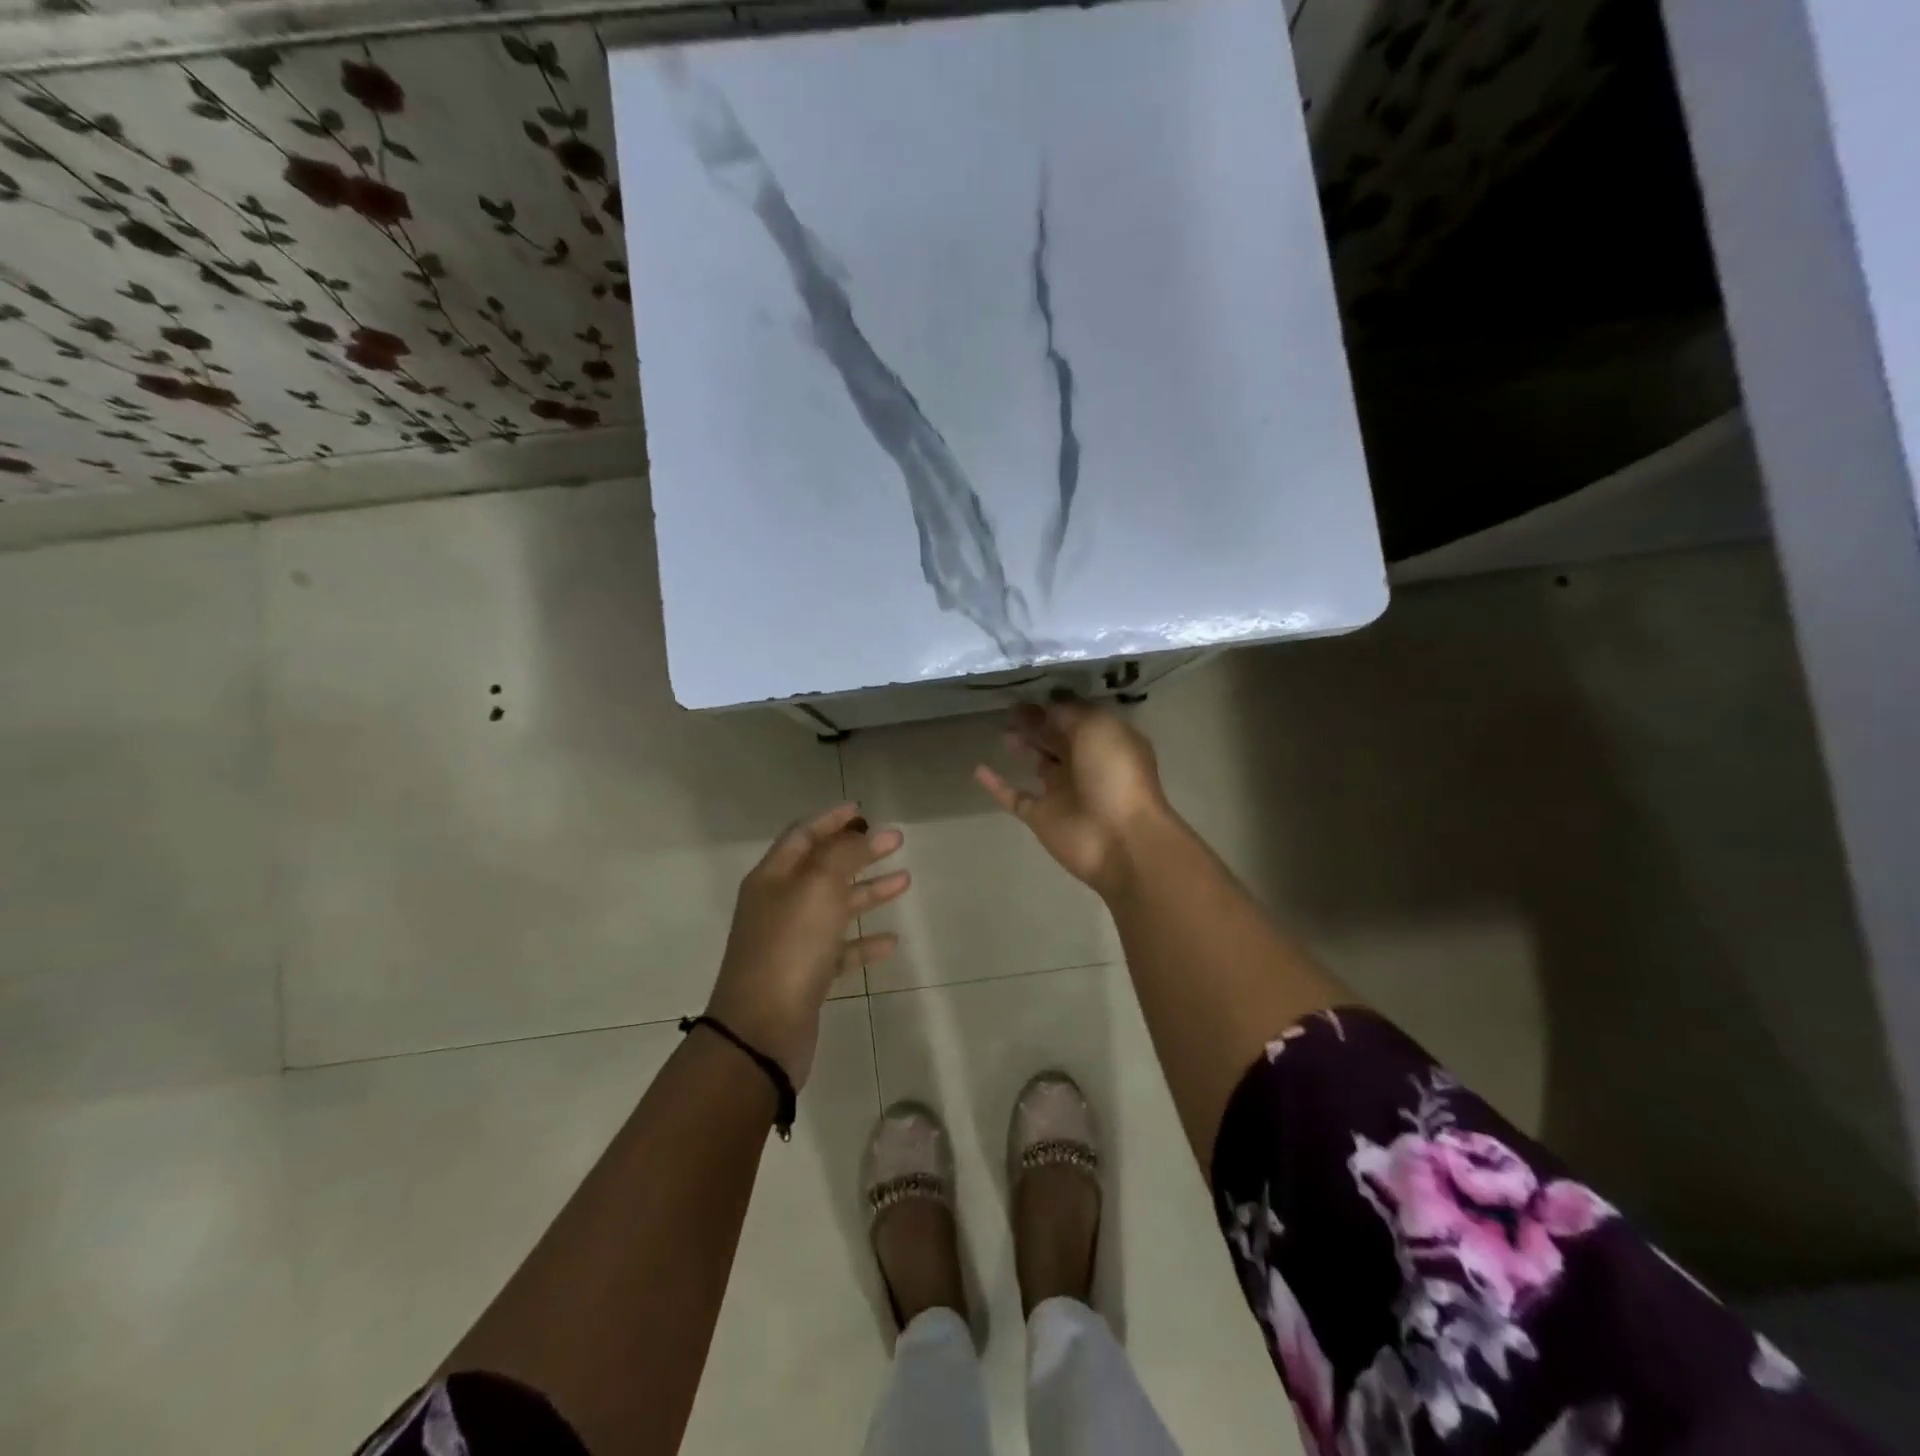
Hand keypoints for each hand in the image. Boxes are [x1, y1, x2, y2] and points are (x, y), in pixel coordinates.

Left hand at [707, 803, 908, 1087]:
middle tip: (896, 842)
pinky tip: (890, 940)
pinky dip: (863, 941)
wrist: (761, 1031)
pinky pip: (839, 949)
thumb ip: (842, 855)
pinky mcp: (805, 975)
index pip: (803, 836)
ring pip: (835, 907)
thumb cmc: (790, 948)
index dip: (831, 820)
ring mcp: (791, 941)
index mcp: (773, 878)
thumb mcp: (818, 888)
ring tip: (905, 881)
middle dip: (859, 853)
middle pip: (823, 868)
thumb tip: (860, 834)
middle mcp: (779, 904)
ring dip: (868, 892)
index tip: (862, 811)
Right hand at [974, 699, 1171, 895]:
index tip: (1031, 689)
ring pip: (1039, 763)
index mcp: (1106, 741)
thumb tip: (1048, 704)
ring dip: (1023, 746)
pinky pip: (1015, 796)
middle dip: (1037, 721)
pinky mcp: (1042, 817)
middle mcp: (1086, 764)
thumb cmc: (1115, 775)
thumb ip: (1069, 713)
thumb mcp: (1097, 727)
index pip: (1078, 716)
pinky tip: (978, 769)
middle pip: (1057, 737)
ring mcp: (1063, 792)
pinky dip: (997, 785)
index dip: (1056, 703)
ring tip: (1003, 731)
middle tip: (1011, 708)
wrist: (1120, 840)